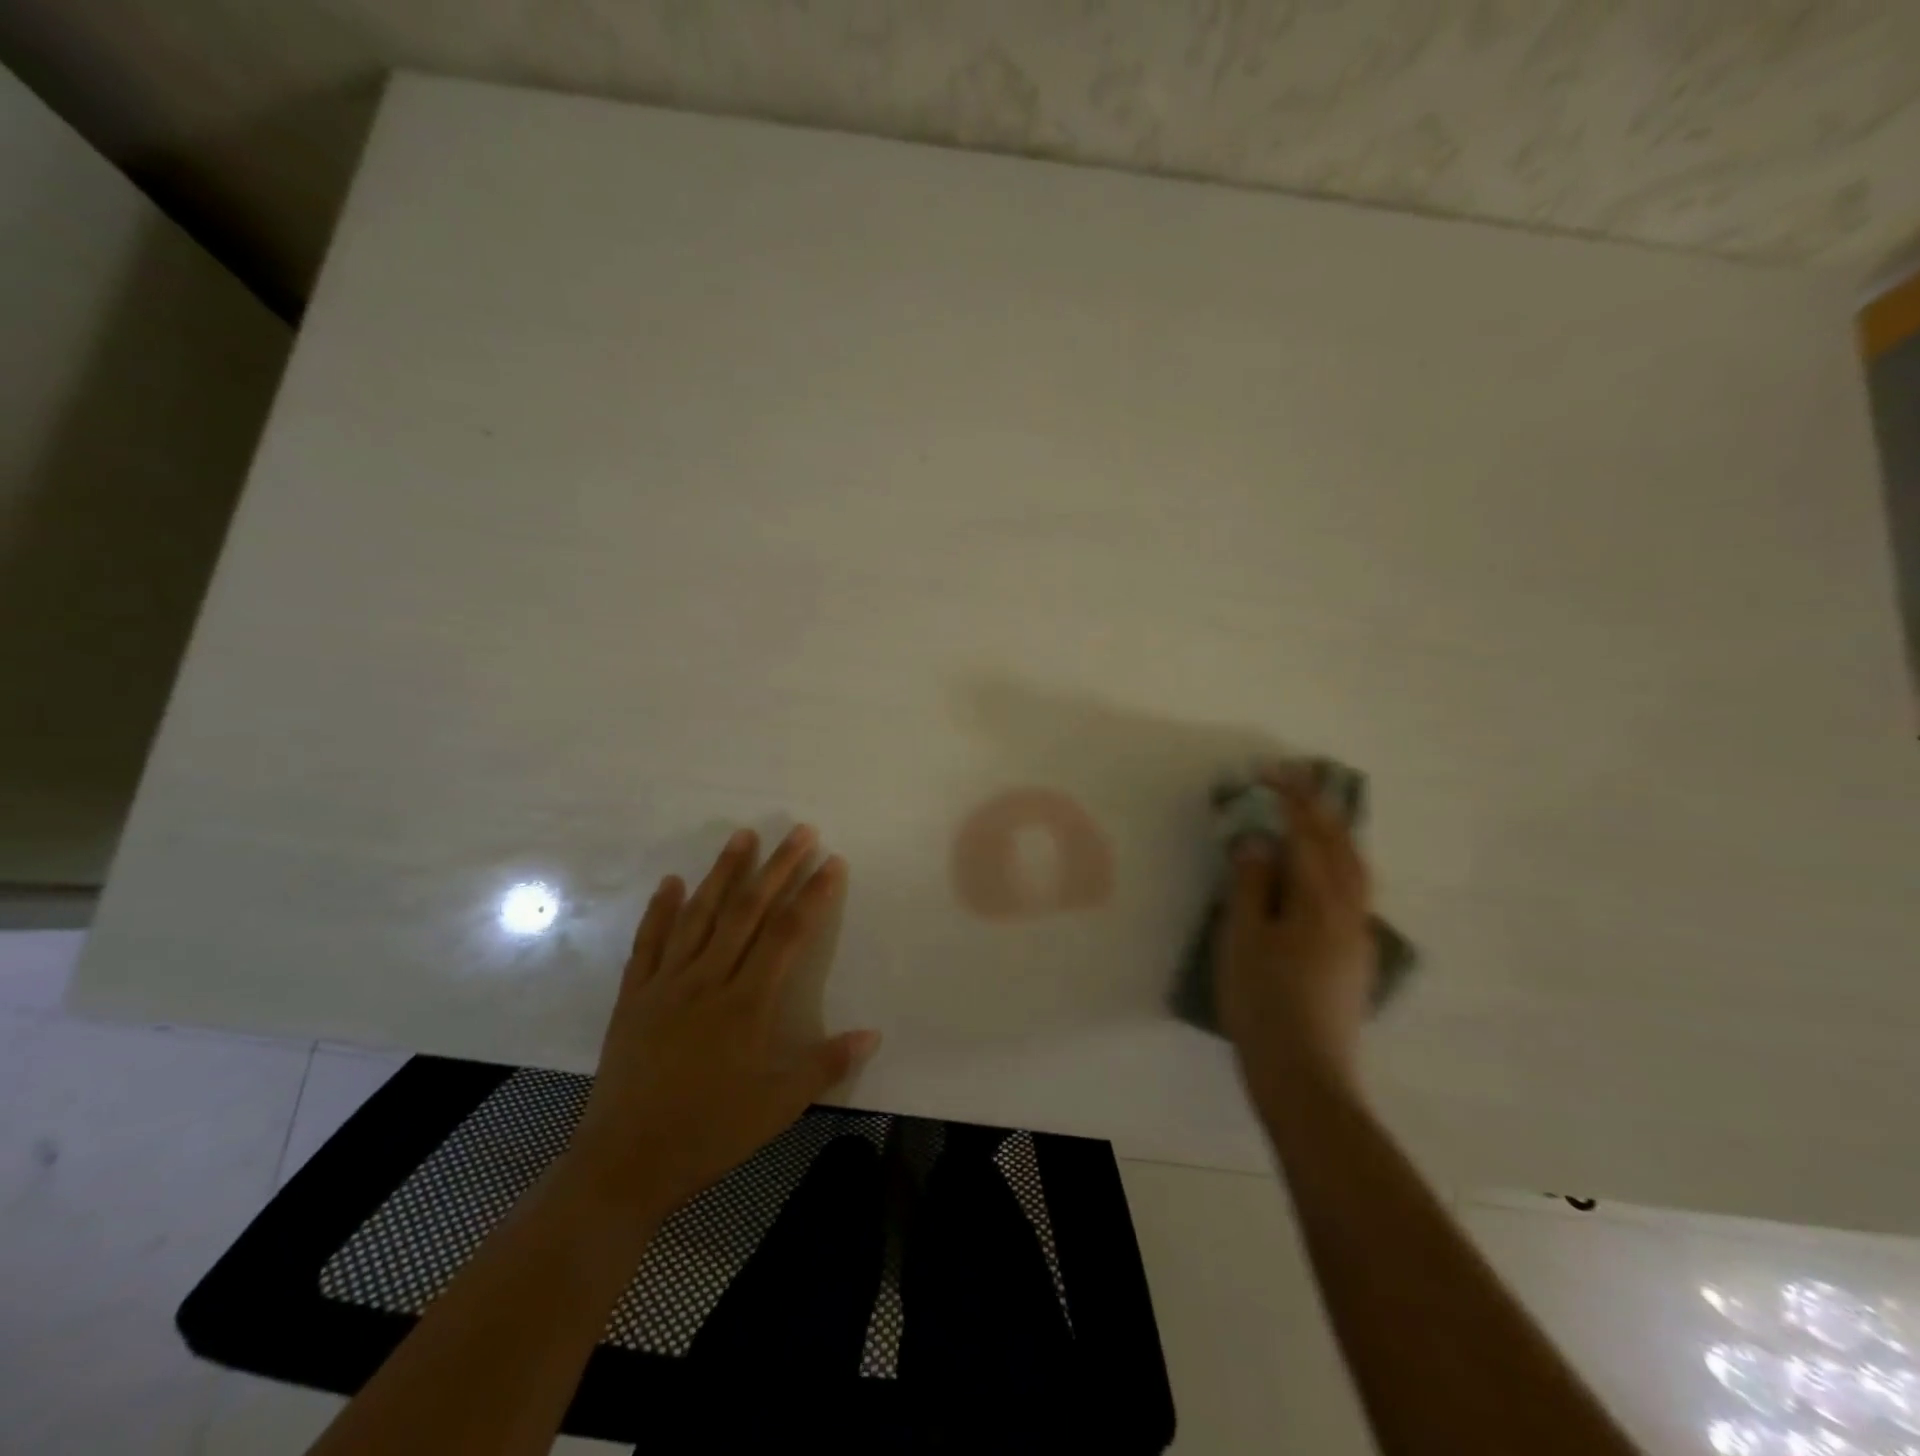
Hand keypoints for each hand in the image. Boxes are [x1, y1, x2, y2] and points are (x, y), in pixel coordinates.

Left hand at [564, 826, 879, 1217]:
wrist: (623, 1166)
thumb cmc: (709, 1134)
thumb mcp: (778, 1106)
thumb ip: (826, 1064)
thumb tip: (873, 1033)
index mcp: (747, 1003)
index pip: (788, 934)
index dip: (813, 895)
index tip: (831, 861)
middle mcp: (708, 980)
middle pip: (747, 911)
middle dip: (777, 867)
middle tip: (800, 831)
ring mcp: (666, 984)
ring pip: (699, 915)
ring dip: (723, 872)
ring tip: (744, 835)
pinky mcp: (633, 996)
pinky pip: (648, 943)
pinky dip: (660, 909)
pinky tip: (671, 882)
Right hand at [1217, 770, 1375, 1100]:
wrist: (1305, 1074)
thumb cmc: (1264, 1001)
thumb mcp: (1244, 938)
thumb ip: (1252, 884)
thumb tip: (1260, 841)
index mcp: (1321, 902)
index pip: (1308, 835)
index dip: (1290, 799)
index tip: (1269, 772)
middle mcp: (1351, 912)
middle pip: (1343, 847)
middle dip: (1319, 809)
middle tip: (1295, 781)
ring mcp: (1359, 937)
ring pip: (1355, 870)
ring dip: (1335, 835)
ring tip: (1312, 817)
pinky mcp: (1356, 958)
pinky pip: (1353, 892)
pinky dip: (1338, 864)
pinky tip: (1320, 874)